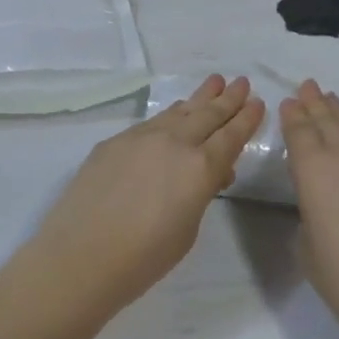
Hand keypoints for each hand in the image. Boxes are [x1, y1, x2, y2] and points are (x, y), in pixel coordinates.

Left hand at [25, 75, 263, 319]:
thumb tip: (209, 173)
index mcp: (200, 168)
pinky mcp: (114, 141)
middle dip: (228, 99)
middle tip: (242, 81)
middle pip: (207, 115)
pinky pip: (152, 121)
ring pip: (178, 112)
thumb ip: (200, 193)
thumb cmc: (144, 257)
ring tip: (214, 83)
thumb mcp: (188, 229)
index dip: (246, 119)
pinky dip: (170, 114)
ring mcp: (141, 137)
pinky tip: (174, 112)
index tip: (257, 102)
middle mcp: (174, 143)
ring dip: (199, 98)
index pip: (230, 137)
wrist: (81, 254)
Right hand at [281, 80, 338, 338]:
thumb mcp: (307, 248)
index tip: (288, 101)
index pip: (300, 132)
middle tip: (308, 86)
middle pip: (328, 121)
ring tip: (332, 99)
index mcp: (313, 170)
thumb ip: (309, 215)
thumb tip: (321, 205)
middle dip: (315, 103)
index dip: (293, 115)